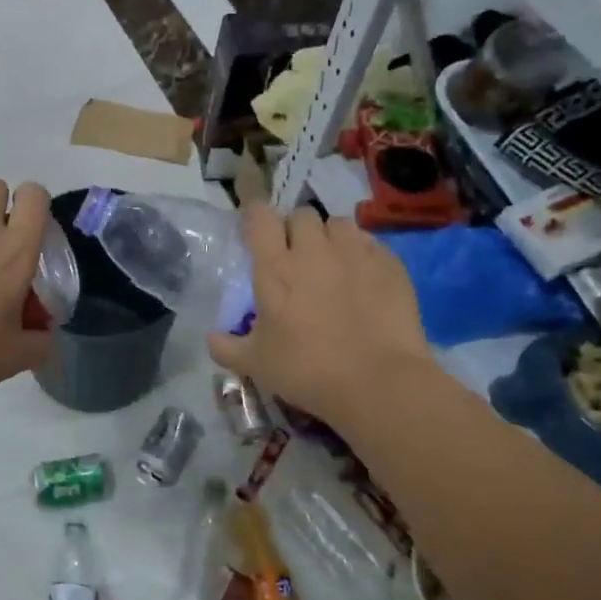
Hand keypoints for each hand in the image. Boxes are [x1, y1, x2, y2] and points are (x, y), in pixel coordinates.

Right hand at [206, 203, 433, 427]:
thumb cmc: (308, 370)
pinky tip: (364, 277)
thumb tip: (210, 338)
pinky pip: (372, 244)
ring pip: (339, 224)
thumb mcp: (256, 364)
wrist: (379, 384)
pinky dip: (363, 254)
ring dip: (331, 236)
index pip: (260, 217)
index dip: (255, 216)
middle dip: (295, 229)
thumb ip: (227, 347)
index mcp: (276, 267)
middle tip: (295, 255)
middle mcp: (314, 250)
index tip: (255, 230)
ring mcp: (355, 255)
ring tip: (332, 260)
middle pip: (302, 215)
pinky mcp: (390, 266)